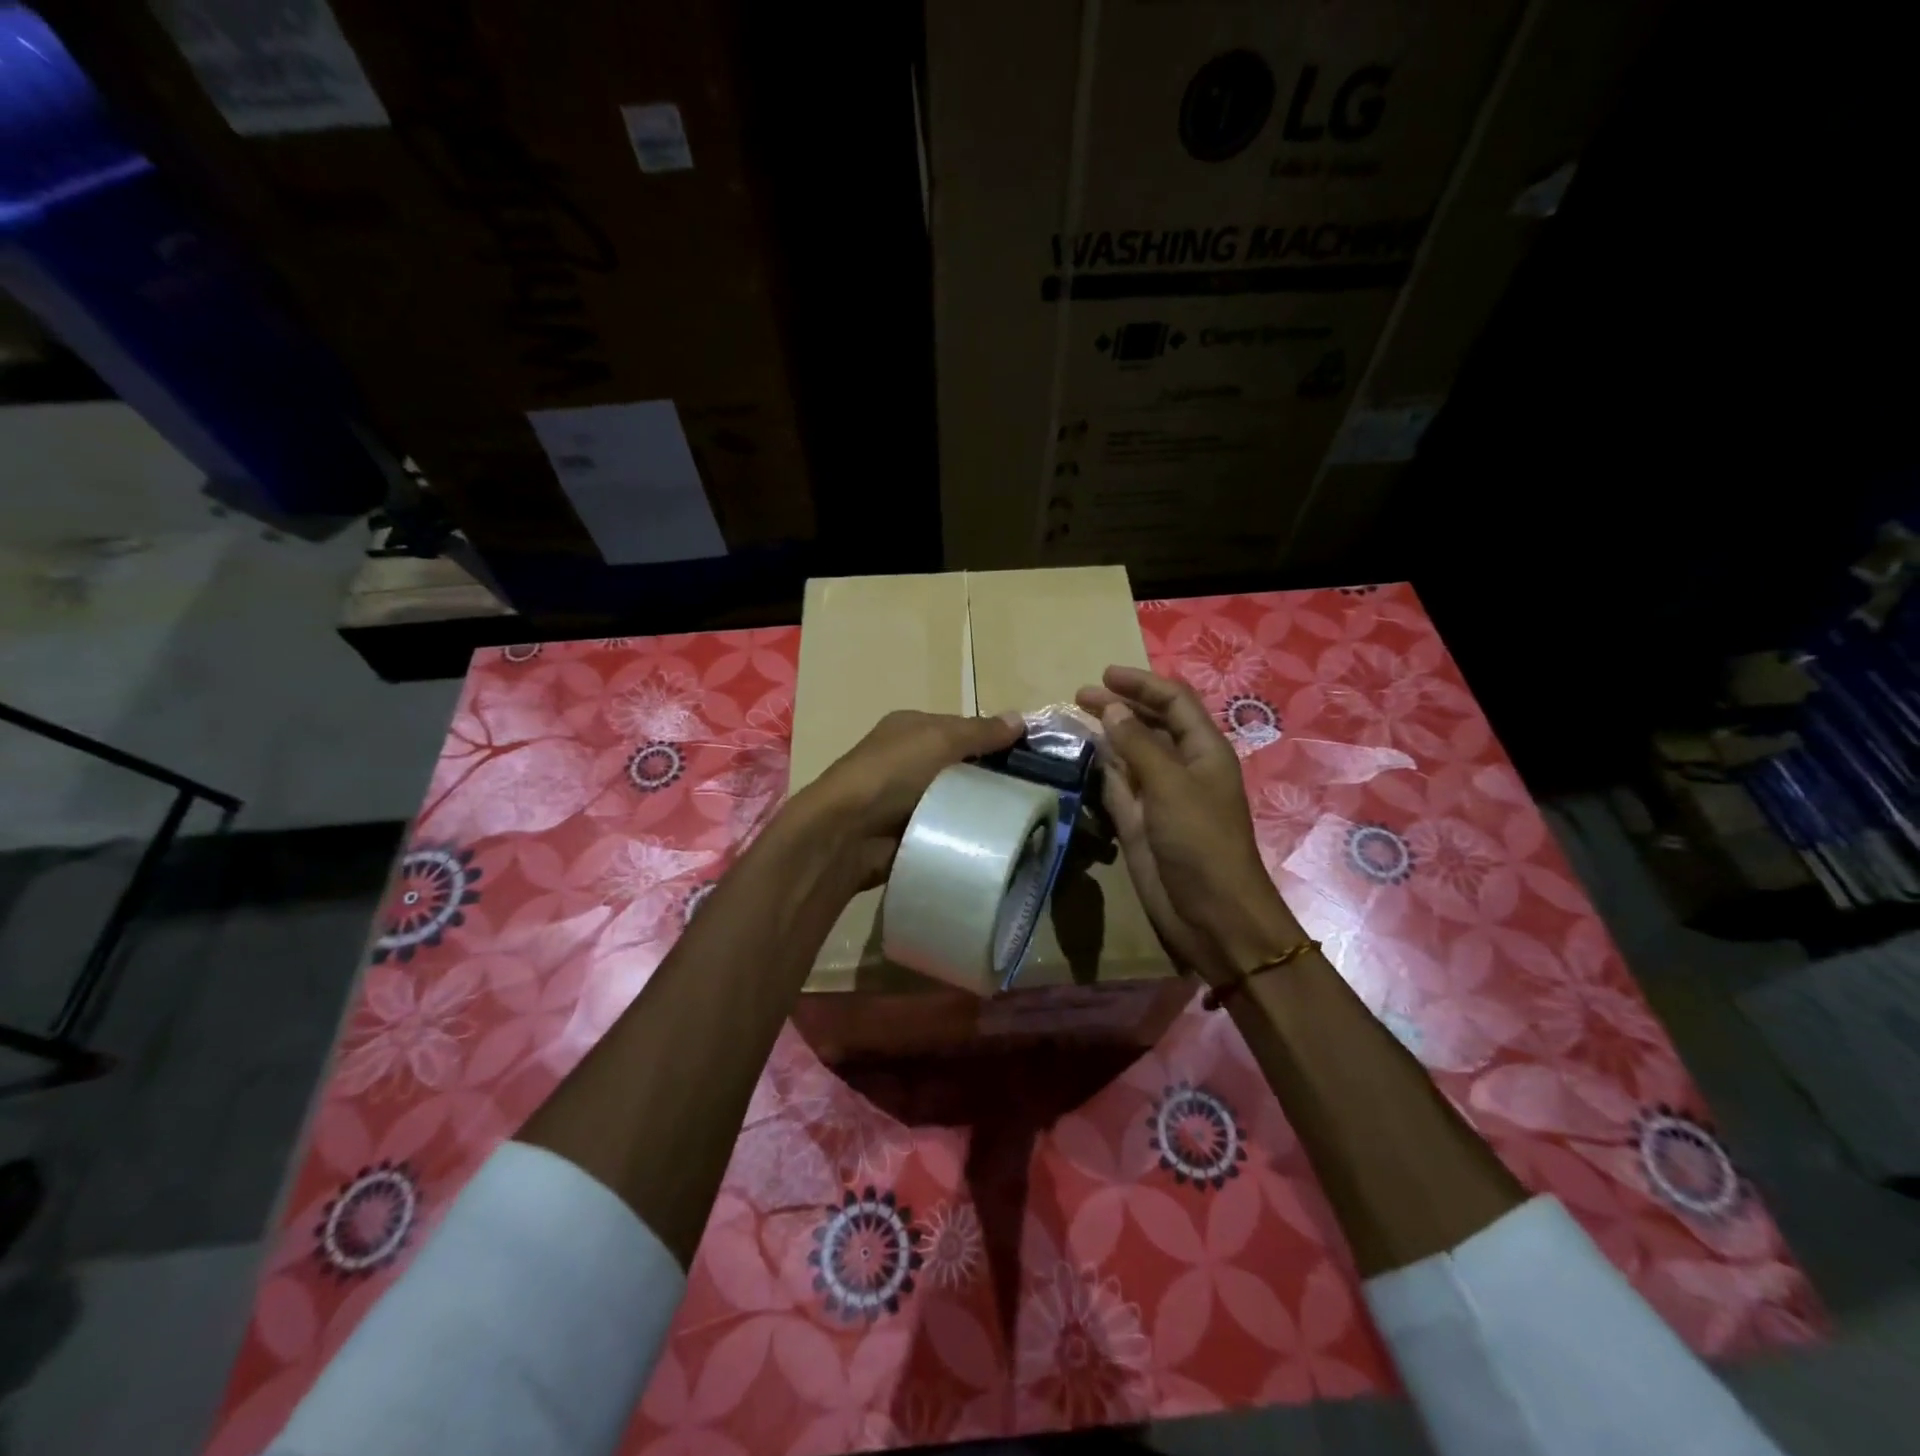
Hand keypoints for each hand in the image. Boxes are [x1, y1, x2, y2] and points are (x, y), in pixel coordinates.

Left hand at [795, 709, 1025, 887]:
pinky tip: (993, 841)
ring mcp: (907, 799)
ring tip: (1023, 820)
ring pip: (957, 799)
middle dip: (993, 777)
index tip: (1032, 758)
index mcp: (911, 728)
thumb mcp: (939, 739)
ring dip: (981, 809)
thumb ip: (980, 731)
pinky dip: (965, 833)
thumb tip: (1020, 718)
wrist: (846, 833)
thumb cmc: (891, 773)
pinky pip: (948, 829)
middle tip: (1034, 793)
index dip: (994, 739)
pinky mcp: (910, 832)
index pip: (962, 728)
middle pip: (962, 765)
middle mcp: (908, 760)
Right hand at [1076, 666, 1301, 982]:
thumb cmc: (1200, 842)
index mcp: (1203, 750)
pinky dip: (1100, 770)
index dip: (1142, 684)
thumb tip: (1111, 709)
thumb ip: (1138, 745)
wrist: (1210, 914)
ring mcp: (1159, 796)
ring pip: (1130, 754)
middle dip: (1119, 706)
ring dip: (1107, 736)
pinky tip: (1080, 759)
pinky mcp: (1139, 822)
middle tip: (1079, 697)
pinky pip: (1117, 786)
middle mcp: (1182, 767)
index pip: (1174, 701)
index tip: (1103, 675)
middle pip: (1150, 724)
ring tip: (1073, 721)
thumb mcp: (1170, 785)